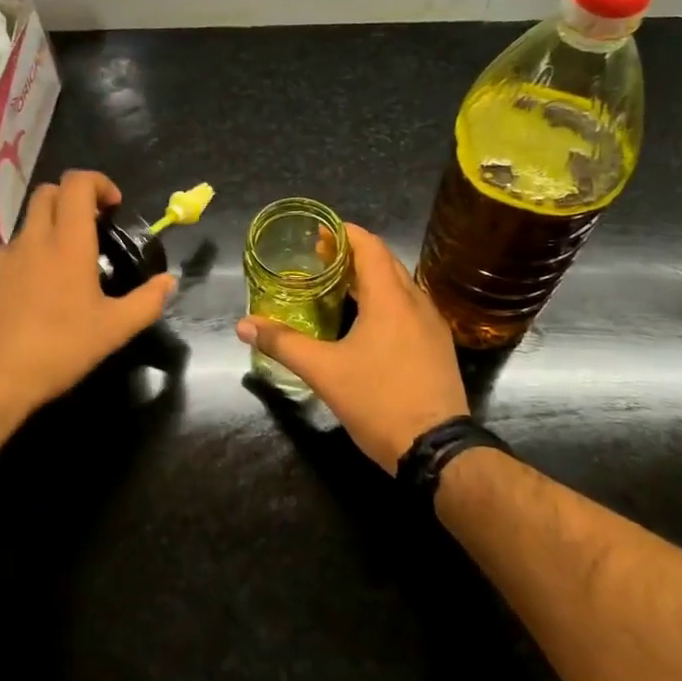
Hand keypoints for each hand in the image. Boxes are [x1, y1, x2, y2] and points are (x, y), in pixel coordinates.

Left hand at [0, 170, 175, 425]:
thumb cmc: (57, 350)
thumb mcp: (113, 331)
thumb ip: (146, 302)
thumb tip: (168, 282)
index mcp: (66, 243)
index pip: (77, 183)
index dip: (97, 183)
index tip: (111, 206)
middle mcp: (29, 241)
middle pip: (46, 194)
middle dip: (70, 200)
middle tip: (87, 230)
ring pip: (23, 232)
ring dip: (43, 239)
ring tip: (56, 279)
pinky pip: (1, 266)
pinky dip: (19, 271)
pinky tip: (25, 308)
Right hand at [236, 224, 468, 473]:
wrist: (437, 448)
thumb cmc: (378, 400)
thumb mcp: (323, 371)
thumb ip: (283, 343)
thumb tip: (243, 325)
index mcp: (390, 298)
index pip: (369, 246)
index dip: (344, 233)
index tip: (318, 232)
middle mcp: (416, 302)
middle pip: (385, 262)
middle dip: (353, 254)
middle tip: (319, 258)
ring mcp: (432, 325)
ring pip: (400, 286)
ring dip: (371, 278)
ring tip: (338, 286)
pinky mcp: (438, 347)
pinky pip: (409, 308)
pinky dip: (386, 300)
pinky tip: (367, 321)